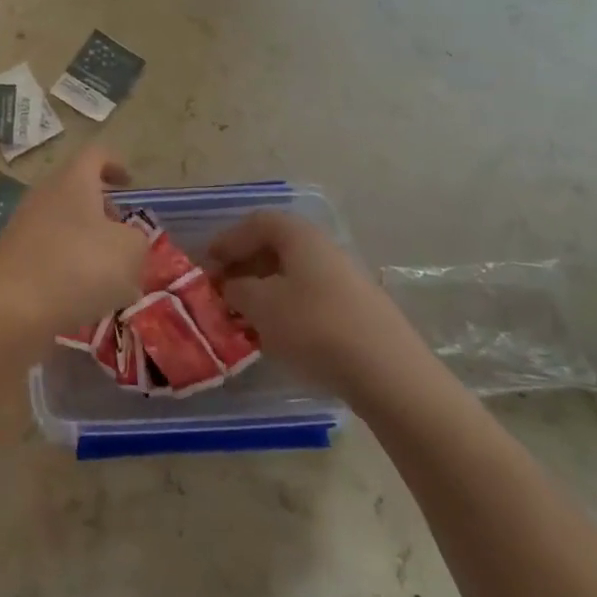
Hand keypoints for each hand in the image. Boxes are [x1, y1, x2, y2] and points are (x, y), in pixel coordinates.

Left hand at [0, 147, 146, 336]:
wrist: (12, 309)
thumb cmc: (78, 267)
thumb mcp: (130, 251)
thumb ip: (138, 240)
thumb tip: (128, 241)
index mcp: (73, 181)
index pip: (95, 155)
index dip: (115, 164)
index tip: (129, 184)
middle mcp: (45, 194)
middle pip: (76, 190)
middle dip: (102, 210)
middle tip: (122, 234)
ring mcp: (24, 225)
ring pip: (63, 223)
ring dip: (86, 241)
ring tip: (108, 274)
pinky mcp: (13, 257)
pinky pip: (49, 251)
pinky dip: (68, 265)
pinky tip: (82, 296)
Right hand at [205, 211, 432, 397]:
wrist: (388, 373)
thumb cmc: (315, 327)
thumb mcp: (262, 306)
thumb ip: (237, 290)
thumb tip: (232, 286)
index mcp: (299, 236)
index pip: (256, 223)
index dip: (228, 239)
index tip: (207, 263)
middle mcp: (323, 247)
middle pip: (276, 246)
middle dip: (244, 266)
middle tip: (222, 290)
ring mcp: (345, 278)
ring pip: (293, 274)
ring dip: (264, 289)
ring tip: (244, 316)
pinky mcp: (357, 309)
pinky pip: (310, 296)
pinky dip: (286, 307)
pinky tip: (278, 333)